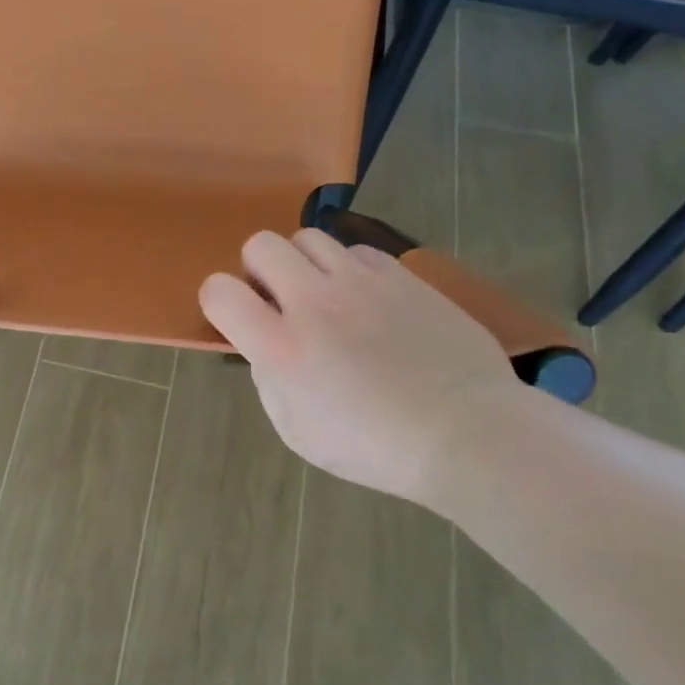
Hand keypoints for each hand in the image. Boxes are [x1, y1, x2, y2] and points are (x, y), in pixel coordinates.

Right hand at [200, 230, 517, 503]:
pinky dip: (348, 269)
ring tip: (323, 295)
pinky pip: (357, 250)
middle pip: (261, 245)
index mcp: (282, 347)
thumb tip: (265, 347)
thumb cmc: (376, 447)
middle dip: (257, 269)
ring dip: (303, 264)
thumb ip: (269, 380)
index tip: (235, 317)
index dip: (217, 299)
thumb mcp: (298, 431)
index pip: (219, 291)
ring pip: (309, 237)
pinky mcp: (401, 276)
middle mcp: (315, 302)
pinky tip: (365, 300)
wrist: (467, 433)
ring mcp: (361, 282)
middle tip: (278, 300)